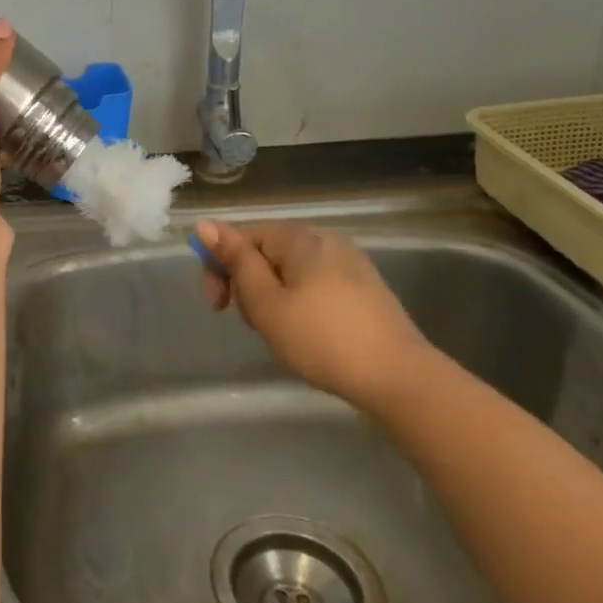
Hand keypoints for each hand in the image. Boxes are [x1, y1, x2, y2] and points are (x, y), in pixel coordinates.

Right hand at [193, 219, 432, 405]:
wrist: (397, 377)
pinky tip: (305, 334)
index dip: (220, 267)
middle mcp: (326, 240)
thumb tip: (205, 224)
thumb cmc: (321, 338)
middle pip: (266, 252)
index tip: (217, 305)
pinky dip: (298, 304)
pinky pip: (314, 285)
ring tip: (278, 333)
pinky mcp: (364, 289)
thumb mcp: (265, 302)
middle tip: (251, 323)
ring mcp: (349, 264)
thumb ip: (235, 261)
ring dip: (271, 297)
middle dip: (248, 284)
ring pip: (289, 272)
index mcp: (300, 238)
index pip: (243, 236)